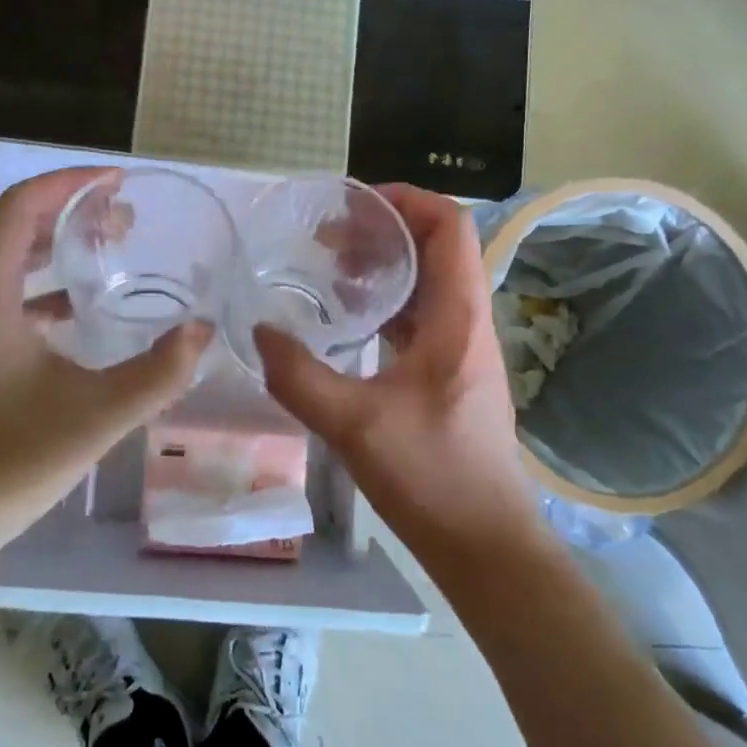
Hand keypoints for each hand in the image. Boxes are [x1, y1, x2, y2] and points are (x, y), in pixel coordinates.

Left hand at [0, 167, 213, 559]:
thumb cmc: (6, 465)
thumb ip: (159, 373)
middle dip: (69, 211)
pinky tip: (76, 311)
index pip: (20, 206)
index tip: (116, 181)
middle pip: (12, 226)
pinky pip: (1, 295)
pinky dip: (40, 285)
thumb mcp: (96, 417)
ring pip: (5, 261)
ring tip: (107, 248)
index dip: (68, 182)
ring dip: (55, 246)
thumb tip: (204, 331)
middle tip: (124, 217)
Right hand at [253, 184, 539, 568]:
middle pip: (436, 246)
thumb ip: (299, 376)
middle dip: (383, 228)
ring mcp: (460, 346)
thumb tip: (259, 332)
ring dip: (383, 263)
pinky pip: (418, 313)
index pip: (450, 227)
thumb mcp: (354, 425)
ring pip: (426, 280)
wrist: (486, 546)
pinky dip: (384, 299)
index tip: (354, 204)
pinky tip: (346, 315)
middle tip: (327, 235)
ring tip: (330, 266)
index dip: (407, 200)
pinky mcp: (448, 371)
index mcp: (458, 317)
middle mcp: (466, 321)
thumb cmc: (433, 478)